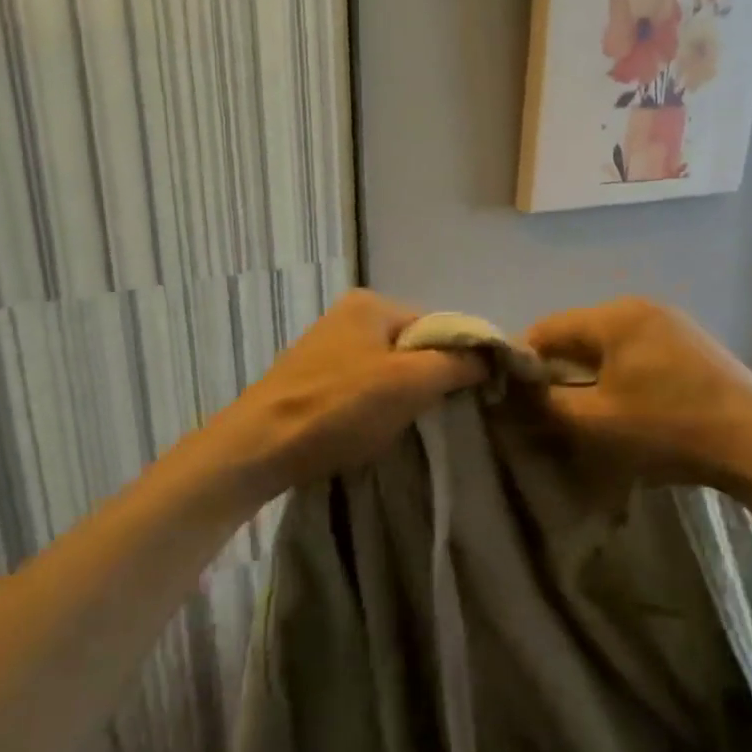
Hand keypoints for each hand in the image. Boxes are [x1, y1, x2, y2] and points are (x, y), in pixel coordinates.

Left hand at [201, 290, 485, 505]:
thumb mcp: (410, 382)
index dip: (460, 359)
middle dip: (429, 380)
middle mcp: (348, 316)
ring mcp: (327, 348)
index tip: (471, 396)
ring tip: (405, 427)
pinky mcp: (313, 380)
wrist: (259, 447)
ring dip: (403, 397)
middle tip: (437, 416)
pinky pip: (363, 388)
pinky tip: (373, 431)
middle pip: (413, 347)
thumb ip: (456, 363)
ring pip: (389, 370)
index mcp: (371, 304)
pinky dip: (375, 407)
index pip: (438, 325)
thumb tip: (493, 355)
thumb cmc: (338, 408)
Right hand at [524, 298, 751, 490]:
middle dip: (557, 369)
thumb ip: (547, 403)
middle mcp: (640, 307)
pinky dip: (618, 373)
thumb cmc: (668, 428)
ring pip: (607, 344)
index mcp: (614, 316)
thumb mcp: (596, 422)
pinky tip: (624, 404)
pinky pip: (635, 351)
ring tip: (584, 410)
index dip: (523, 362)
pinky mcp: (690, 343)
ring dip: (588, 374)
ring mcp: (670, 322)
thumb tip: (516, 393)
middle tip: (547, 408)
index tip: (513, 397)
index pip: (546, 329)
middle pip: (577, 334)